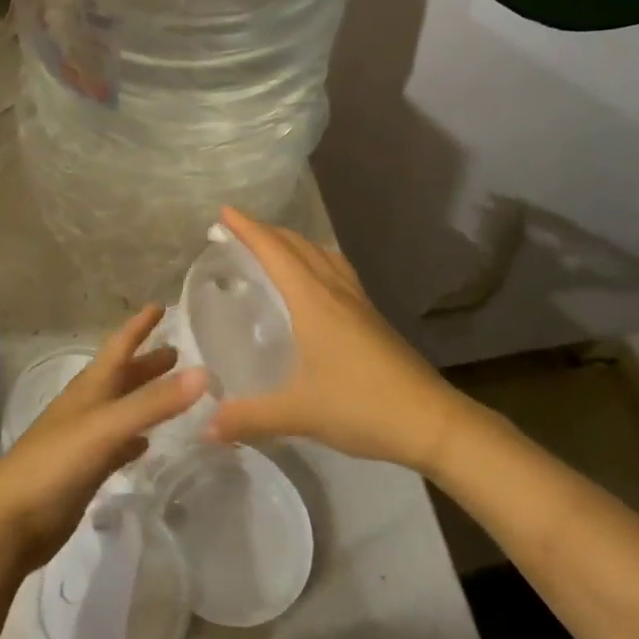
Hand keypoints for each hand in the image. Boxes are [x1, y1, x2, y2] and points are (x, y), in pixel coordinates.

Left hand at [0, 307, 207, 573]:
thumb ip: (152, 403)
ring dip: (144, 398)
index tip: (160, 305)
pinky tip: (145, 445)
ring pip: (121, 409)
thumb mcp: (106, 428)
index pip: (118, 346)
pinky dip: (133, 439)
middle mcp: (86, 407)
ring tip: (173, 393)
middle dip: (147, 362)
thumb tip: (202, 372)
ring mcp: (83, 440)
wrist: (9, 523)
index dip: (138, 326)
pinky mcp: (84, 471)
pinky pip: (116, 446)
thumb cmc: (55, 464)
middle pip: (121, 376)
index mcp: (89, 388)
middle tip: (178, 352)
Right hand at [206, 207, 457, 473]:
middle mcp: (335, 291)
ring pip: (322, 254)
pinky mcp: (372, 317)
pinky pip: (337, 271)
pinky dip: (316, 260)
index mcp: (314, 302)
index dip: (248, 229)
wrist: (432, 421)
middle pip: (299, 245)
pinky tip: (315, 282)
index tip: (224, 211)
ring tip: (273, 247)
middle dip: (267, 231)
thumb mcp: (299, 413)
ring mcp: (358, 302)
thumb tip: (206, 427)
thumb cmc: (362, 406)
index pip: (275, 252)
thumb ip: (250, 417)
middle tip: (237, 230)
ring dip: (294, 242)